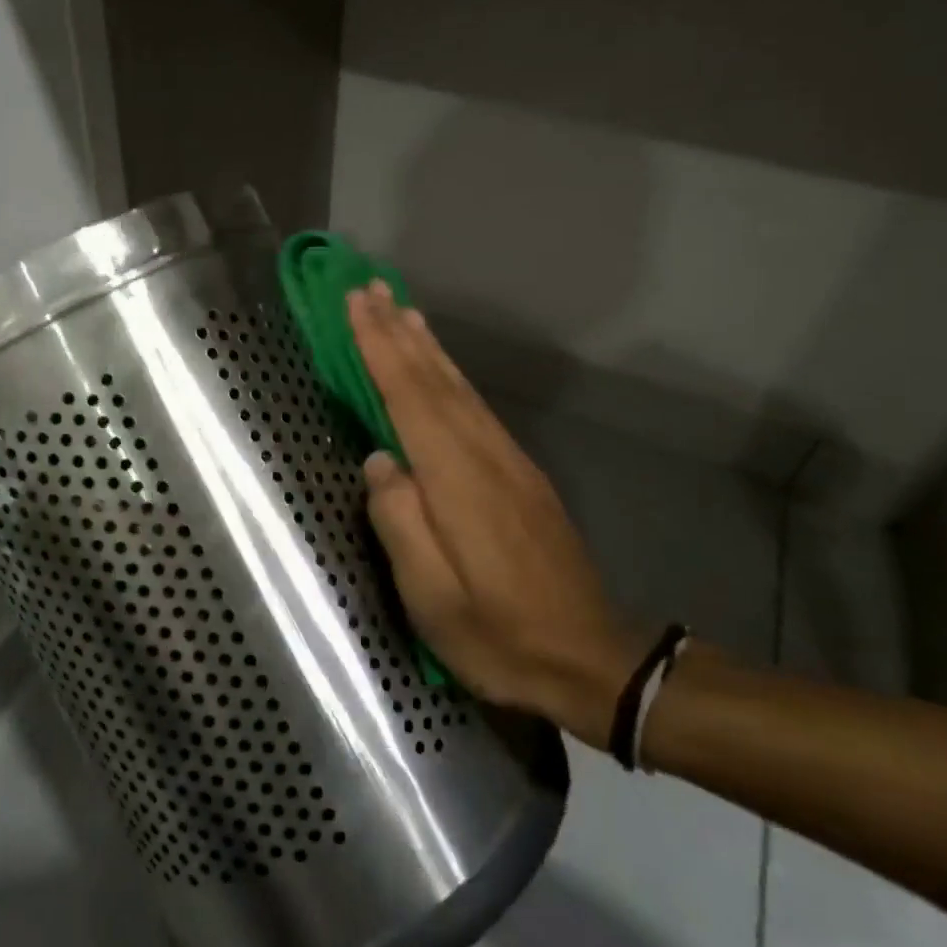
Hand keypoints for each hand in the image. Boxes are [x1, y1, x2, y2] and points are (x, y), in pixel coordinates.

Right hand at [348, 281, 641, 744]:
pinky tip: (440, 368)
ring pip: (459, 388)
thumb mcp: (433, 598)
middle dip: (400, 331)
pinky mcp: (520, 474)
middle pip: (435, 380)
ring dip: (427, 345)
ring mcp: (508, 461)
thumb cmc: (499, 635)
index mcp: (458, 480)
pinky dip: (451, 376)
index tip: (357, 304)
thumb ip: (400, 523)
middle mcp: (485, 455)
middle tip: (371, 288)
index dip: (380, 348)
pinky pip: (475, 407)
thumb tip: (378, 462)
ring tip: (402, 310)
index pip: (411, 398)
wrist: (590, 658)